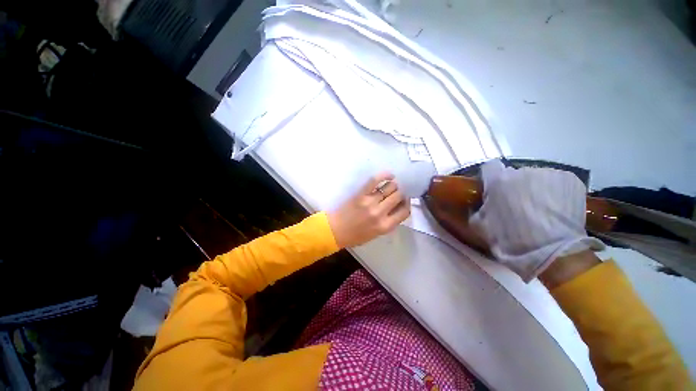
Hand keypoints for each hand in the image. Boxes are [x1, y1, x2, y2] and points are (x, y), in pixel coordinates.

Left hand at [328, 172, 410, 247]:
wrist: (336, 231)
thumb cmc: (356, 235)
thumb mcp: (377, 234)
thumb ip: (389, 222)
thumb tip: (398, 207)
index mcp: (385, 226)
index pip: (405, 211)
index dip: (407, 204)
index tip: (404, 201)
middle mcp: (380, 213)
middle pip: (398, 196)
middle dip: (400, 193)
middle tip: (396, 193)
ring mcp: (370, 202)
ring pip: (390, 187)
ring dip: (393, 186)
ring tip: (390, 186)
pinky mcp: (361, 194)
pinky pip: (375, 181)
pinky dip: (384, 175)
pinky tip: (389, 175)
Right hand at [469, 160, 604, 281]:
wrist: (551, 252)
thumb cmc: (509, 238)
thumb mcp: (479, 226)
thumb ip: (476, 209)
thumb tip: (479, 206)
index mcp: (497, 181)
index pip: (489, 167)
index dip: (489, 178)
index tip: (492, 190)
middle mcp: (522, 171)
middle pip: (515, 174)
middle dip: (514, 186)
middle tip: (517, 205)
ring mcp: (549, 173)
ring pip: (537, 178)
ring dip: (535, 188)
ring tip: (540, 210)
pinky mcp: (571, 180)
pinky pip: (556, 182)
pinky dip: (555, 192)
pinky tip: (556, 209)